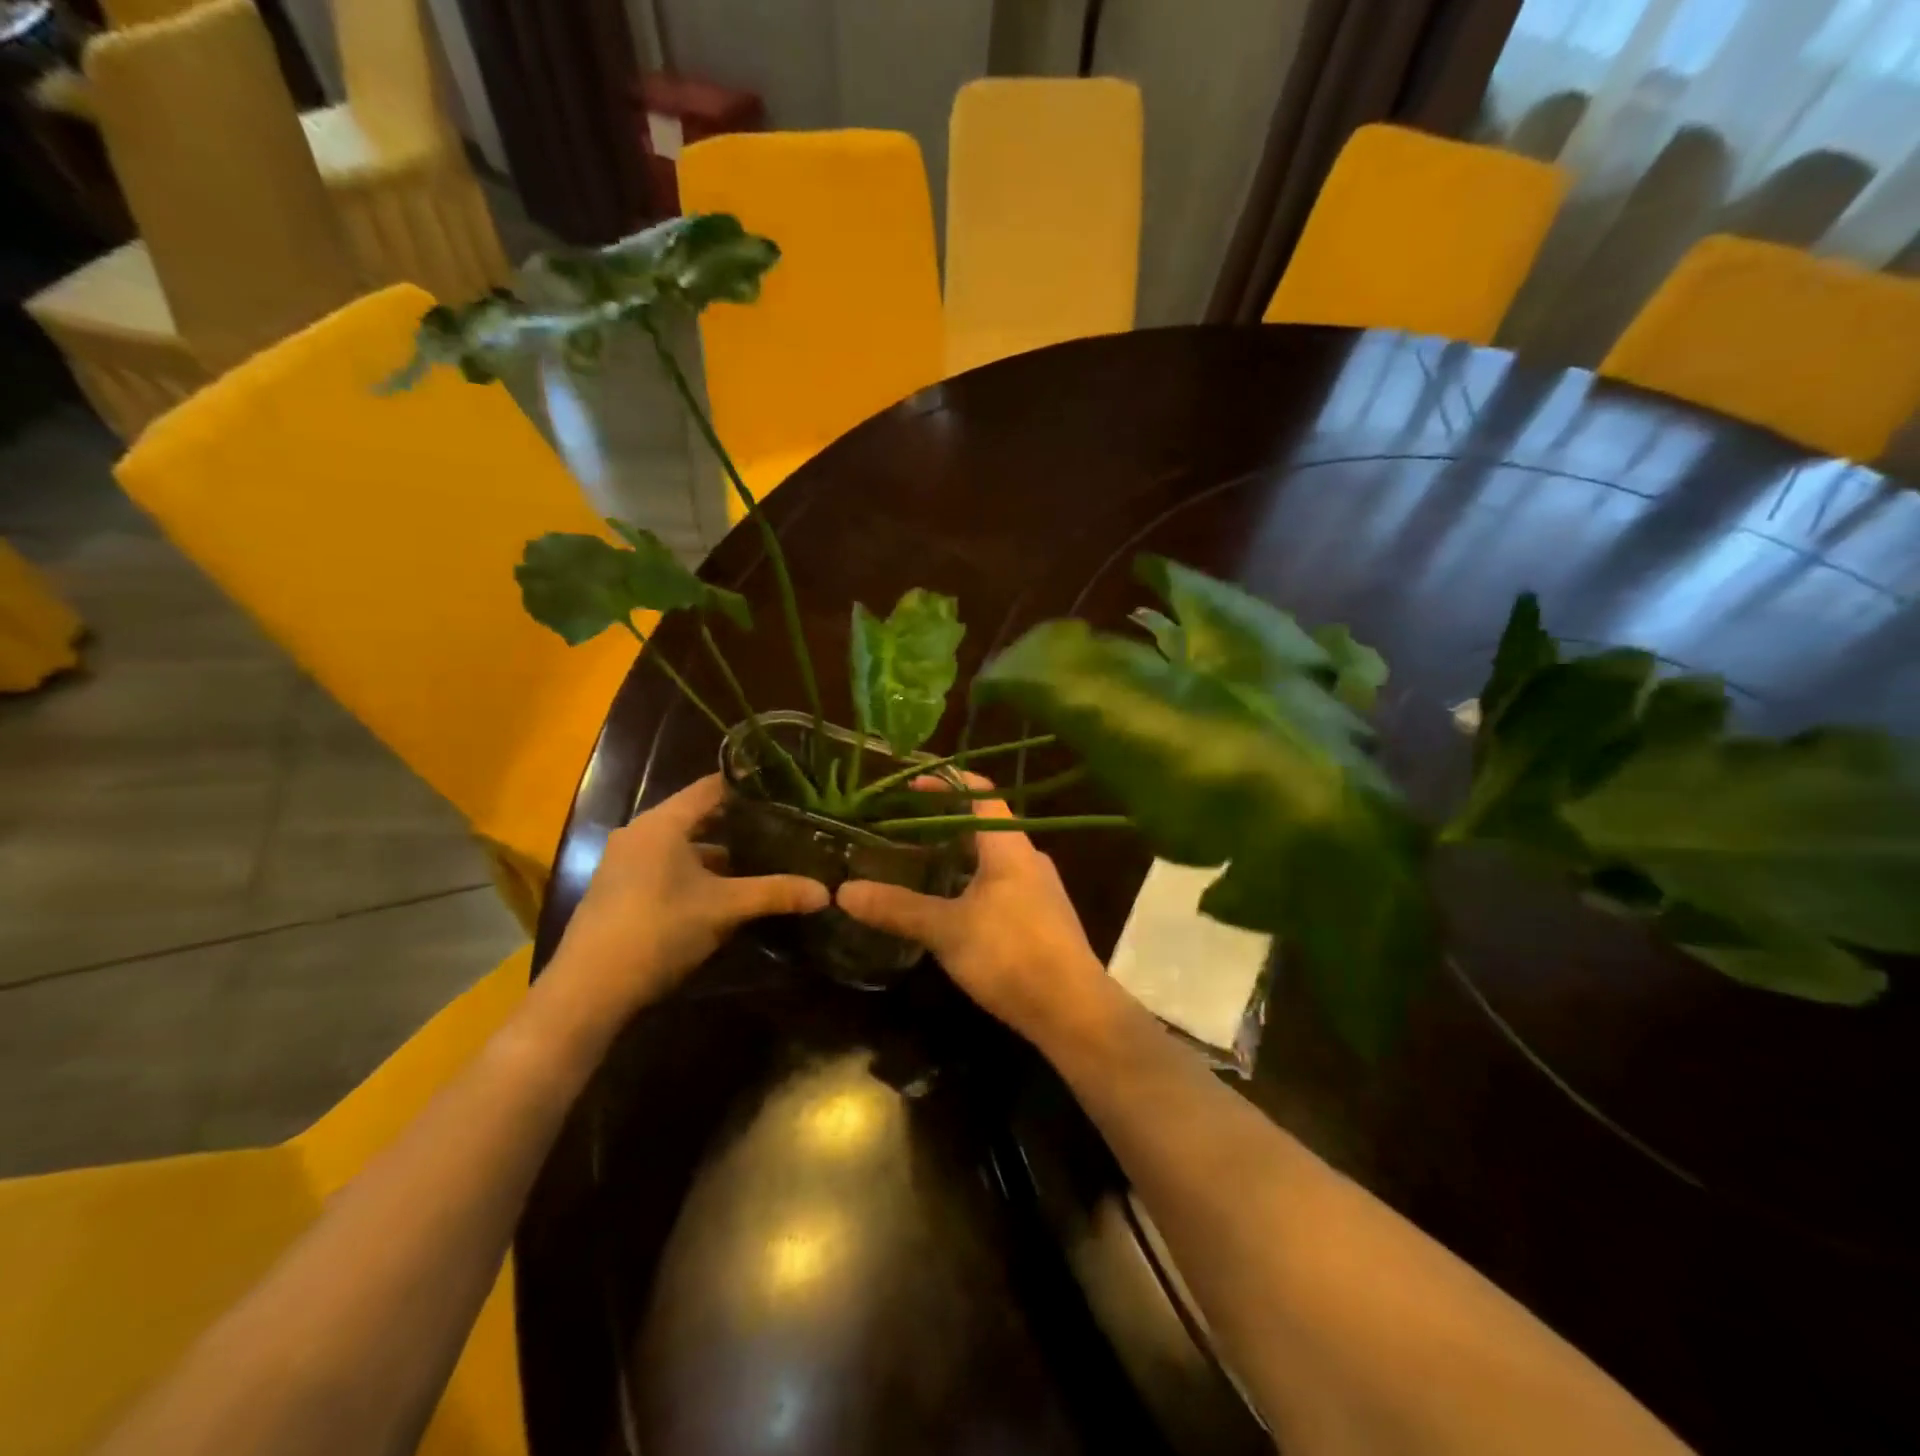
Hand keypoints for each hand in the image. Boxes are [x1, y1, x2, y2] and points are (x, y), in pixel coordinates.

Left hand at [543, 775, 828, 1024]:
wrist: (588, 989)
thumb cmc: (659, 930)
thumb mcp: (724, 909)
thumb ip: (775, 893)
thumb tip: (826, 892)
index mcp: (662, 823)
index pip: (711, 787)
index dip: (748, 787)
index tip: (784, 792)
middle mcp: (639, 832)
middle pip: (696, 816)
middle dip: (738, 823)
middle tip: (780, 827)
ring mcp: (623, 862)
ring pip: (681, 845)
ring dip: (716, 853)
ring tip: (758, 861)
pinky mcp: (618, 889)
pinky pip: (665, 866)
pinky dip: (694, 872)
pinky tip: (720, 893)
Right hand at [836, 776, 1109, 1044]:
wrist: (1073, 1010)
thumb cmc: (1011, 954)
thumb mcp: (947, 929)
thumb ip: (898, 908)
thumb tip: (843, 892)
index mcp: (1009, 847)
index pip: (980, 793)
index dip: (945, 783)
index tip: (909, 785)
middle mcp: (1028, 859)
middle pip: (983, 826)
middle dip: (943, 824)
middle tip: (901, 828)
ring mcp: (1039, 890)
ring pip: (991, 860)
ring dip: (956, 858)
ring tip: (916, 865)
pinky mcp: (1041, 920)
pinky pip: (1000, 887)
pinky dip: (970, 885)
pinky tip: (947, 908)